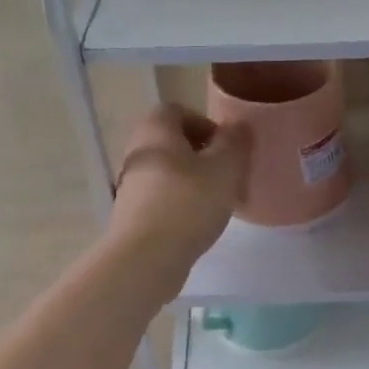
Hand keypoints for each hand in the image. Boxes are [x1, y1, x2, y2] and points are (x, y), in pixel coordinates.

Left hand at [106, 104, 249, 280]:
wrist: (145, 258)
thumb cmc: (188, 203)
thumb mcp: (225, 168)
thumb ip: (235, 143)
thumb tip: (238, 126)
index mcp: (156, 130)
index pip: (177, 110)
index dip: (205, 123)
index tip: (225, 147)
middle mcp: (137, 151)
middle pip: (171, 141)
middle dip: (201, 154)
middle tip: (226, 174)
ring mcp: (130, 184)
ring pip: (166, 171)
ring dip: (191, 180)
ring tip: (216, 201)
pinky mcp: (130, 214)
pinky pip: (160, 197)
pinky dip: (179, 203)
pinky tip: (198, 223)